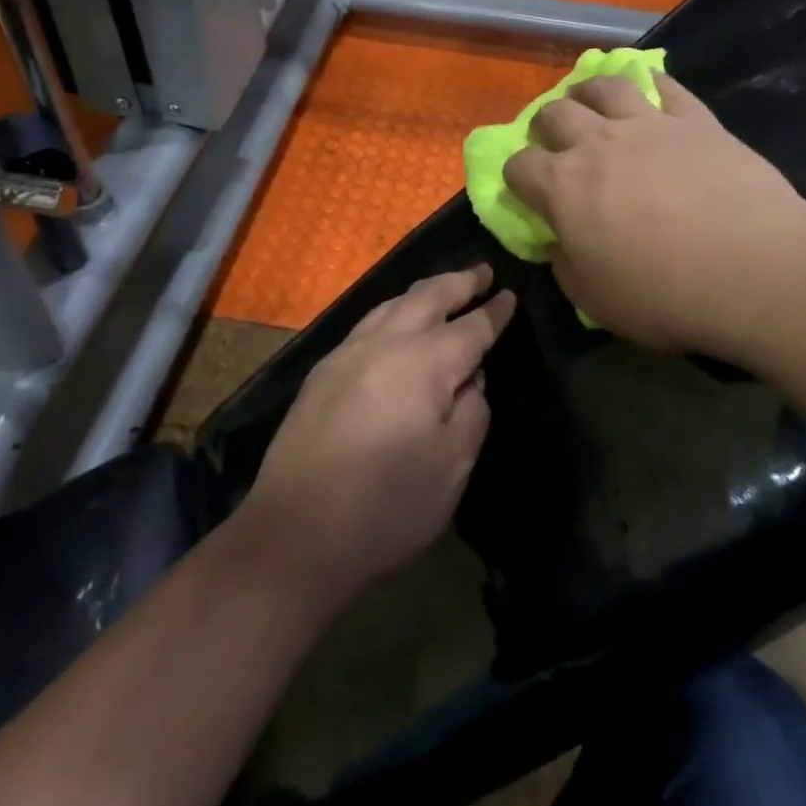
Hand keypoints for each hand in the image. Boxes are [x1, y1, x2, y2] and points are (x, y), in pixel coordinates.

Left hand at [241, 266, 514, 606]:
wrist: (295, 534)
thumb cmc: (387, 507)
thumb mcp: (452, 467)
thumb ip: (471, 413)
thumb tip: (470, 380)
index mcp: (424, 362)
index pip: (471, 327)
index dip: (494, 312)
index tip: (509, 295)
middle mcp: (385, 343)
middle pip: (428, 298)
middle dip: (459, 282)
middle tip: (481, 271)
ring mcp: (347, 354)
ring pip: (392, 304)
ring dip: (423, 291)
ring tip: (443, 288)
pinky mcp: (321, 373)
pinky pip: (367, 323)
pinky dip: (392, 310)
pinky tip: (395, 322)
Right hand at [502, 74, 805, 362]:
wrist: (755, 270)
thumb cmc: (666, 295)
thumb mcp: (595, 300)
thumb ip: (565, 265)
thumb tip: (558, 241)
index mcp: (563, 187)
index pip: (519, 166)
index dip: (516, 176)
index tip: (526, 190)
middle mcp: (597, 143)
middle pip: (554, 113)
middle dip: (546, 126)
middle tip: (558, 142)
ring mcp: (649, 124)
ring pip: (605, 86)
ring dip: (589, 91)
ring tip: (592, 102)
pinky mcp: (695, 119)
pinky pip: (665, 86)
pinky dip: (651, 84)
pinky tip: (651, 90)